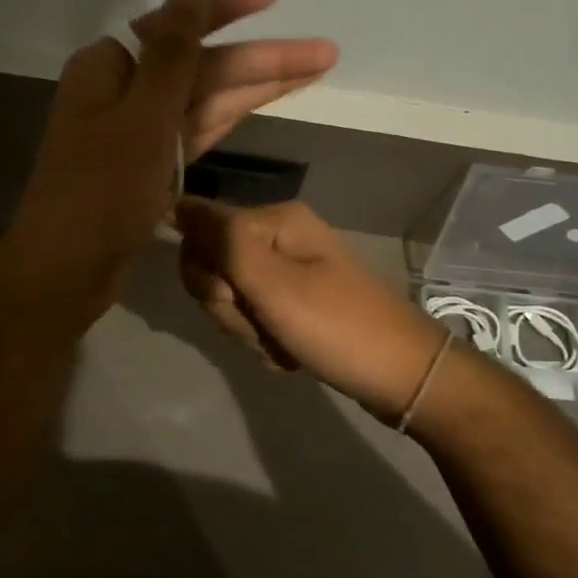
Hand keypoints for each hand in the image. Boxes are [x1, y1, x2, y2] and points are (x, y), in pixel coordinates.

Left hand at [0, 0, 337, 331]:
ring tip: (317, 70)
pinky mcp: (152, 166)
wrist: (68, 270)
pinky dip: (231, 117)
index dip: (228, 8)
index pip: (178, 26)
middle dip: (260, 58)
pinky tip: (270, 101)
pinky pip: (198, 130)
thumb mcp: (143, 116)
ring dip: (256, 86)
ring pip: (206, 98)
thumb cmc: (101, 190)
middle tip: (325, 52)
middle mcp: (123, 91)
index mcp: (109, 67)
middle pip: (201, 65)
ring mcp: (139, 131)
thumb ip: (172, 53)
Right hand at [174, 197, 448, 422]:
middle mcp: (278, 237)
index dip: (206, 274)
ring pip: (229, 299)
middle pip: (213, 269)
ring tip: (282, 344)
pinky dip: (263, 341)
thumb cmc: (337, 326)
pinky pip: (253, 317)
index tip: (236, 298)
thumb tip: (175, 201)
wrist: (402, 376)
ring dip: (247, 330)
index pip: (199, 233)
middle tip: (265, 324)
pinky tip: (289, 353)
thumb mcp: (272, 284)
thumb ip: (222, 241)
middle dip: (229, 308)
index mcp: (274, 220)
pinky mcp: (294, 300)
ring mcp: (287, 271)